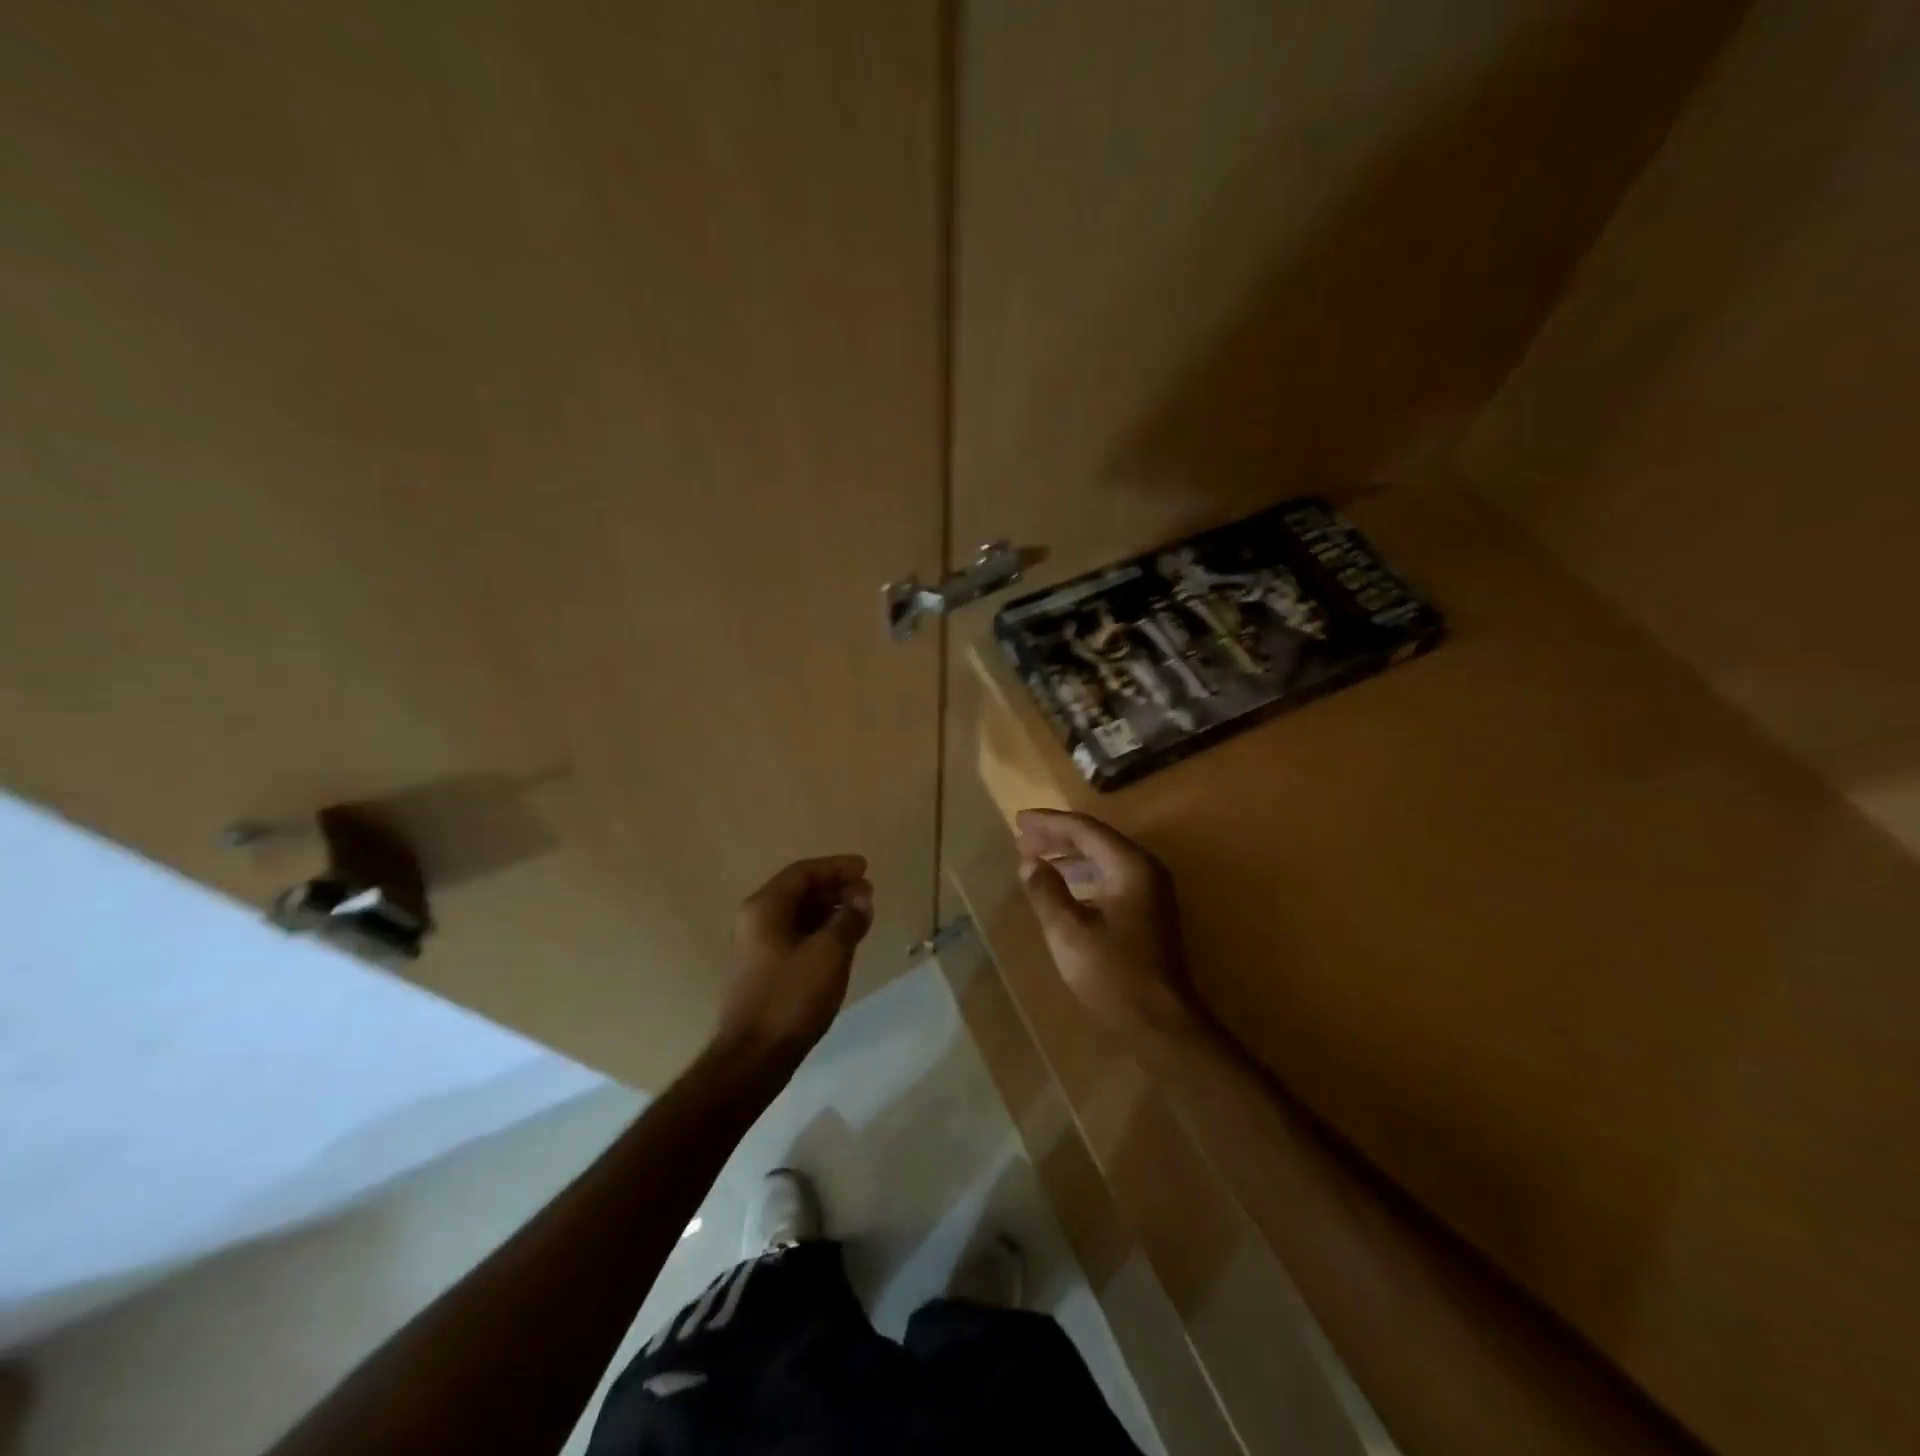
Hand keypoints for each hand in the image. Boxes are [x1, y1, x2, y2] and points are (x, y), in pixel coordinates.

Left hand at [714, 854, 873, 1065]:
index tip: (866, 869)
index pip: (803, 873)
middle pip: (799, 891)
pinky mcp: (765, 970)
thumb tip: (862, 899)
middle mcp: (756, 920)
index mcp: (765, 908)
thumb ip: (848, 920)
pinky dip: (821, 931)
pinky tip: (843, 940)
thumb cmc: (791, 997)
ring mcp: (758, 947)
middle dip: (835, 888)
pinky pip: (796, 936)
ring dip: (830, 910)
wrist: (754, 1057)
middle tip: (868, 894)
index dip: (836, 868)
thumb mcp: (829, 953)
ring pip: (799, 915)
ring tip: (862, 915)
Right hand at [1015, 809, 1206, 1043]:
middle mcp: (1144, 869)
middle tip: (1020, 838)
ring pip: (1102, 858)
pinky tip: (1062, 885)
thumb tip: (1029, 863)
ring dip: (1068, 855)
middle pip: (1095, 839)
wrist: (1160, 1023)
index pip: (1085, 829)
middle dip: (1056, 836)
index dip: (1049, 823)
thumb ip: (1047, 892)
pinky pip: (1109, 877)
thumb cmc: (1114, 974)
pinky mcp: (1146, 911)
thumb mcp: (1069, 932)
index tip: (1018, 822)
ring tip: (1034, 858)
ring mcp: (1149, 891)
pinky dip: (1082, 874)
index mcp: (1130, 866)